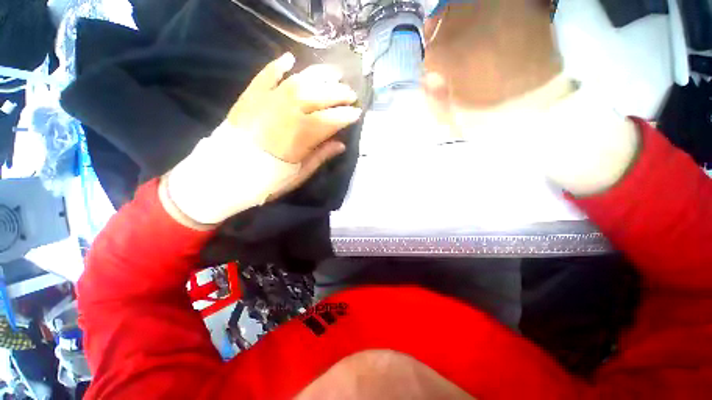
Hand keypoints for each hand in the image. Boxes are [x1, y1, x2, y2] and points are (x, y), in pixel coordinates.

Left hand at [161, 53, 361, 227]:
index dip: (346, 115)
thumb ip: (321, 156)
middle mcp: (288, 111)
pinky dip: (278, 66)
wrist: (225, 175)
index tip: (357, 113)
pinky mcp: (251, 96)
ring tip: (333, 73)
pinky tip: (290, 59)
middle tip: (350, 94)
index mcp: (302, 135)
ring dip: (319, 75)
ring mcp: (268, 100)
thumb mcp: (299, 173)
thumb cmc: (268, 180)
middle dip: (339, 93)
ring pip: (299, 81)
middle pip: (319, 96)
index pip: (331, 119)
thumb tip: (341, 144)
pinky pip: (266, 75)